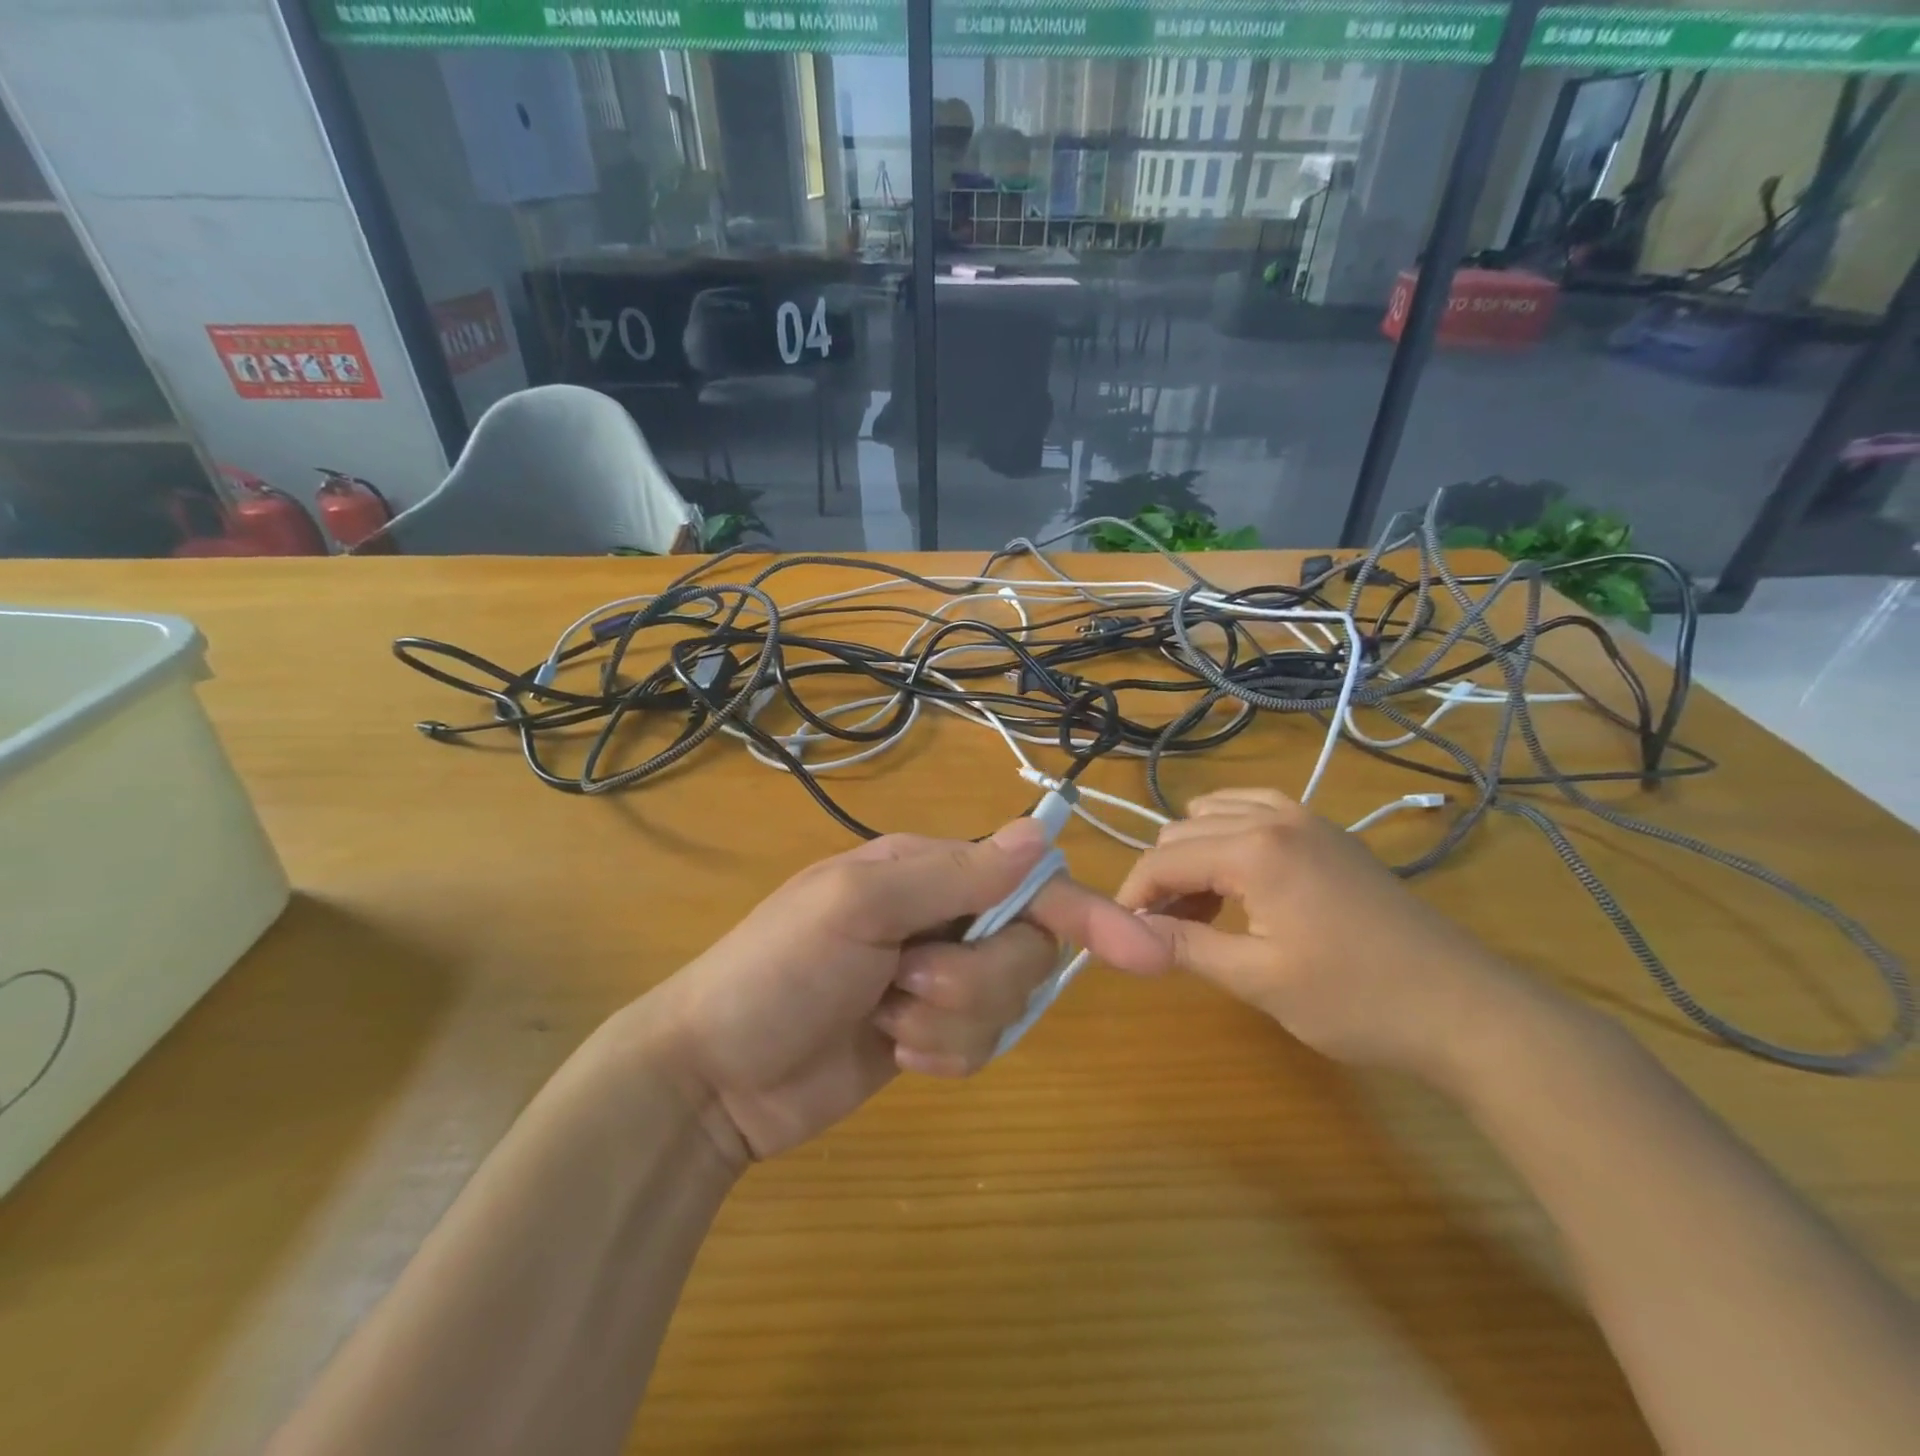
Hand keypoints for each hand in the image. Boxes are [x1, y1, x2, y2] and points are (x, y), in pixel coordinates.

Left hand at [636, 819, 1170, 1165]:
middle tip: (903, 985)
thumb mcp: (856, 905)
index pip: (1030, 882)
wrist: (715, 1075)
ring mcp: (938, 979)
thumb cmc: (777, 970)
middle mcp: (943, 917)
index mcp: (929, 871)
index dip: (1086, 914)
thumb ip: (952, 873)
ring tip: (886, 1019)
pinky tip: (892, 1051)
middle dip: (974, 981)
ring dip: (950, 1021)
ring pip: (1006, 1002)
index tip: (1144, 954)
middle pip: (1025, 950)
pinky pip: (980, 1046)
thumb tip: (1039, 833)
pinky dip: (943, 1056)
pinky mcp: (931, 1034)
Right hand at [1117, 787, 1541, 1090]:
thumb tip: (1123, 933)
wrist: (1465, 1008)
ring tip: (1201, 910)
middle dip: (1162, 878)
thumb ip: (1184, 946)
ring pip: (1214, 815)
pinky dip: (1229, 837)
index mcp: (1254, 848)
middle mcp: (1273, 817)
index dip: (1132, 895)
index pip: (1162, 859)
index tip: (1123, 933)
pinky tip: (1239, 880)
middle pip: (1182, 833)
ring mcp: (1305, 818)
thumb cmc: (1357, 1000)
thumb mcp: (1259, 980)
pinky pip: (1254, 811)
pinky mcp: (1326, 831)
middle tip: (1166, 933)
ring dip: (1194, 856)